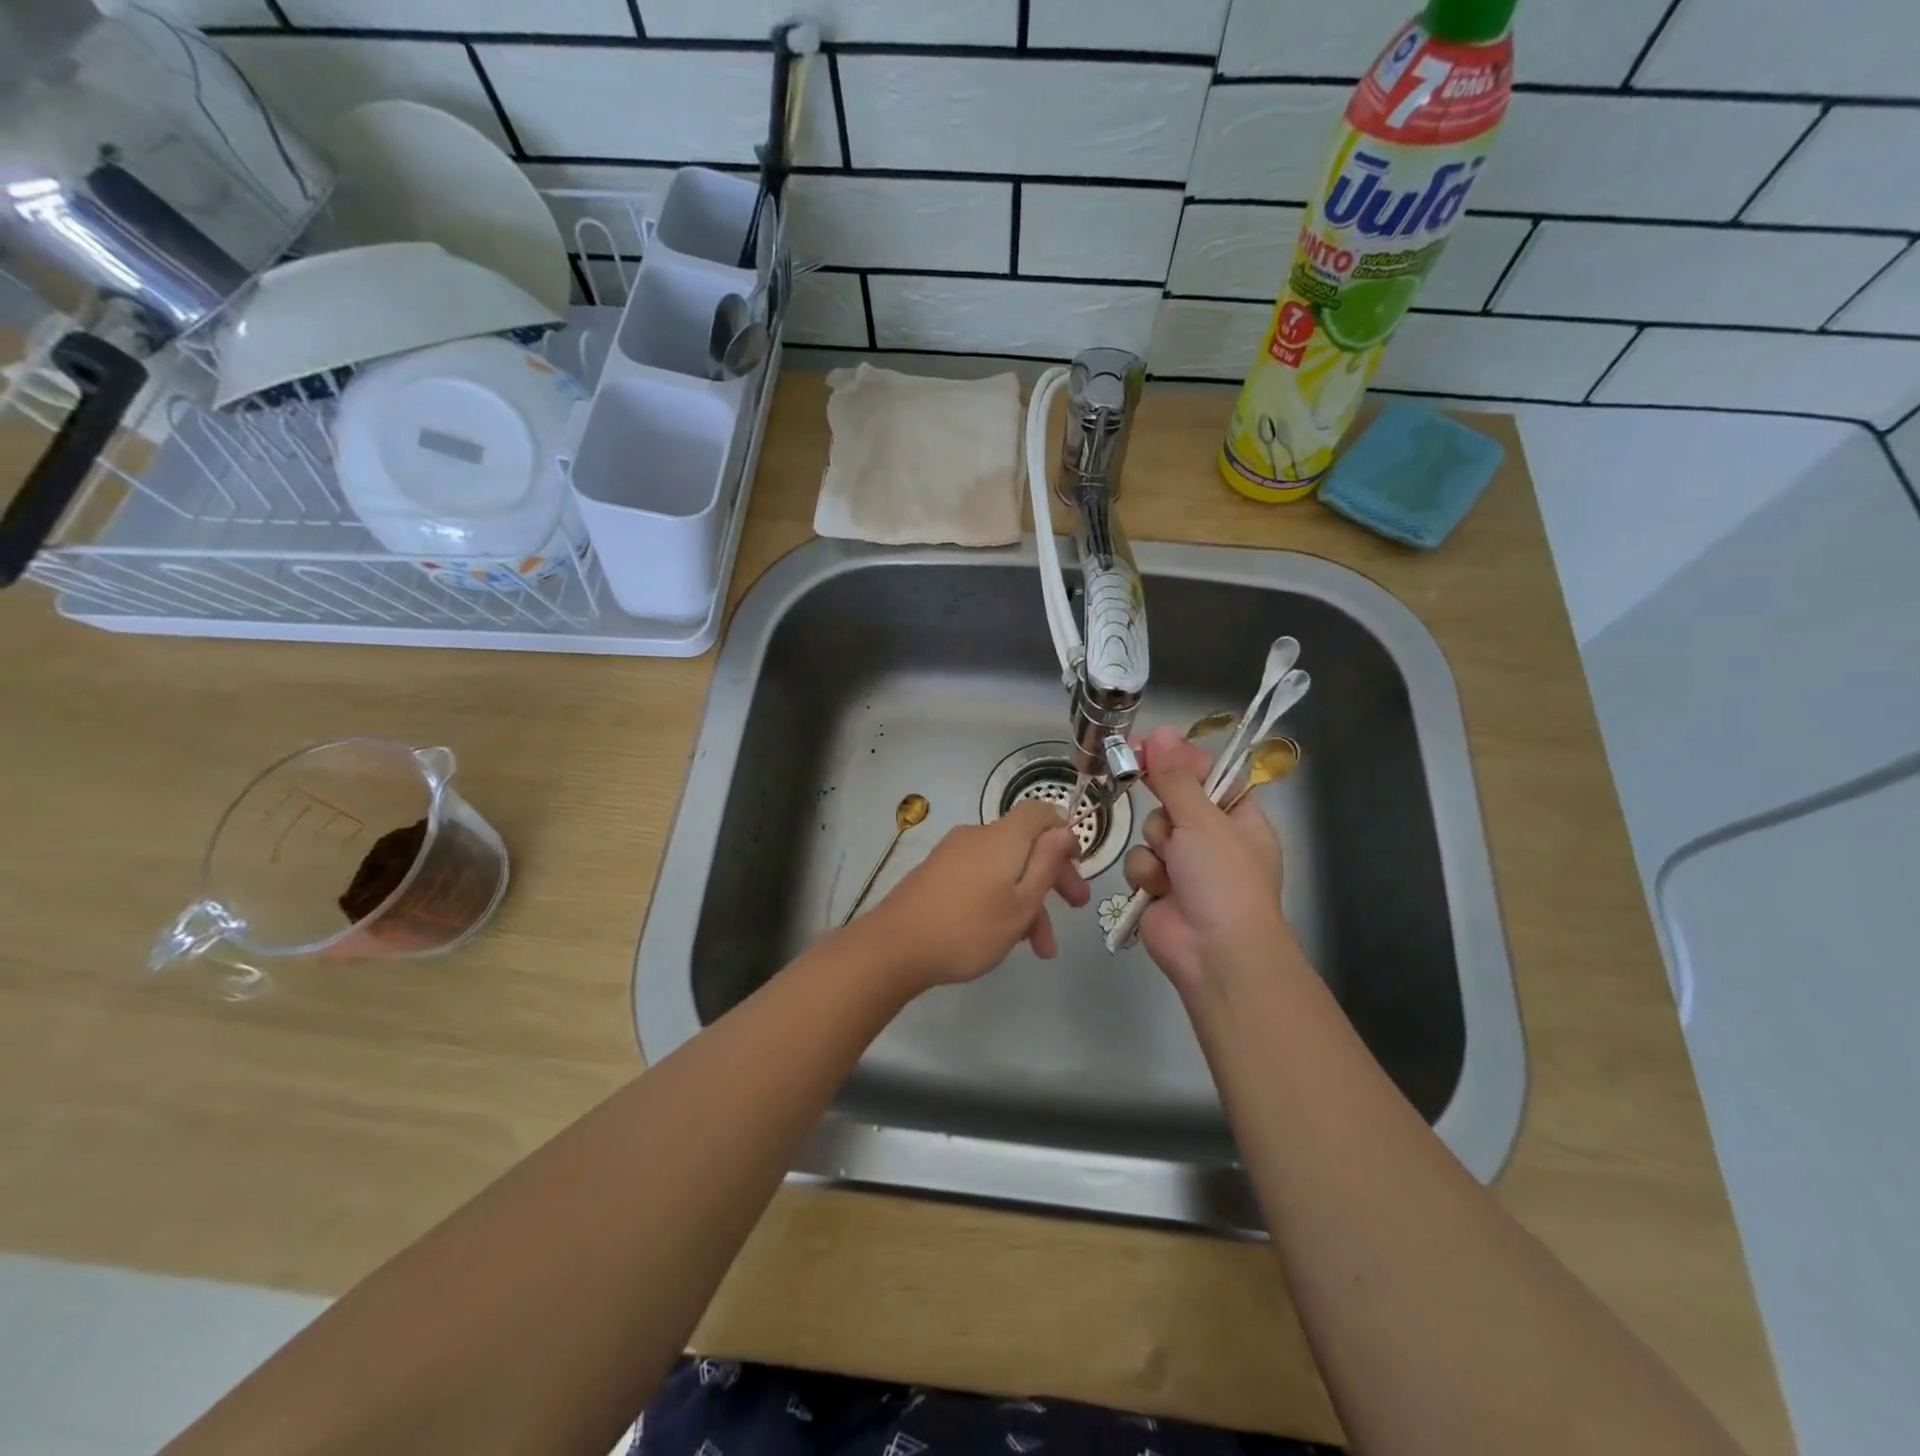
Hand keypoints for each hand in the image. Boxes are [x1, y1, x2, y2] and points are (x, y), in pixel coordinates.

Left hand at [863, 799, 1089, 992]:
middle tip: (1076, 909)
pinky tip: (1005, 937)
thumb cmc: (970, 927)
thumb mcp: (1021, 903)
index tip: (1076, 864)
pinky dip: (999, 900)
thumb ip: (1046, 864)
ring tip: (1040, 949)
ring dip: (1027, 901)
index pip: (1039, 812)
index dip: (1062, 833)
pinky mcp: (937, 874)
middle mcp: (977, 836)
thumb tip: (1063, 829)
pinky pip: (980, 878)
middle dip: (1053, 876)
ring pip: (1004, 869)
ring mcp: (953, 855)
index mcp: (1003, 837)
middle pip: (1025, 844)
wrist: (895, 946)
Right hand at [1122, 726, 1290, 993]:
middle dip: (1163, 807)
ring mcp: (1185, 866)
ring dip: (1155, 846)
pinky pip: (1139, 863)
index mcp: (1239, 819)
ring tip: (1171, 867)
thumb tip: (1161, 732)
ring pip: (1151, 833)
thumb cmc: (1223, 879)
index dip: (1182, 760)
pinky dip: (1145, 874)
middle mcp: (1213, 840)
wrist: (1214, 952)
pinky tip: (1158, 890)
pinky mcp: (1158, 888)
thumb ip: (1175, 777)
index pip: (1211, 776)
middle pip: (1173, 802)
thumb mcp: (1203, 820)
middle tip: (1145, 788)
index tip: (1151, 744)